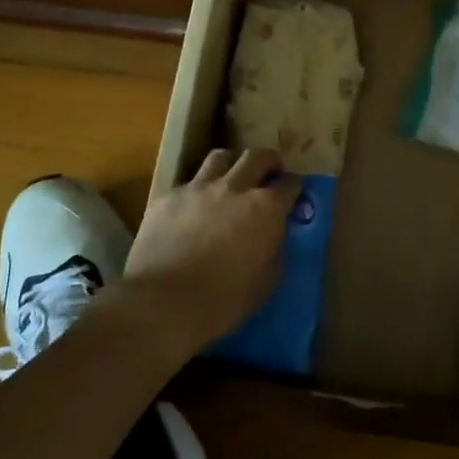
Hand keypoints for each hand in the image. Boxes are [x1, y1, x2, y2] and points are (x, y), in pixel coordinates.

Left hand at [122, 148, 299, 348]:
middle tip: (270, 172)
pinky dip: (198, 191)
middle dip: (269, 161)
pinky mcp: (168, 197)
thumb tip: (273, 235)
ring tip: (232, 178)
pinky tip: (194, 208)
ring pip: (220, 157)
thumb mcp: (267, 281)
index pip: (290, 184)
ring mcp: (198, 188)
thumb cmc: (224, 300)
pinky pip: (188, 183)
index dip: (295, 187)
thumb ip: (274, 249)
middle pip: (257, 156)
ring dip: (232, 164)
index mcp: (265, 208)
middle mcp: (234, 188)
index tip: (294, 193)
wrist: (164, 302)